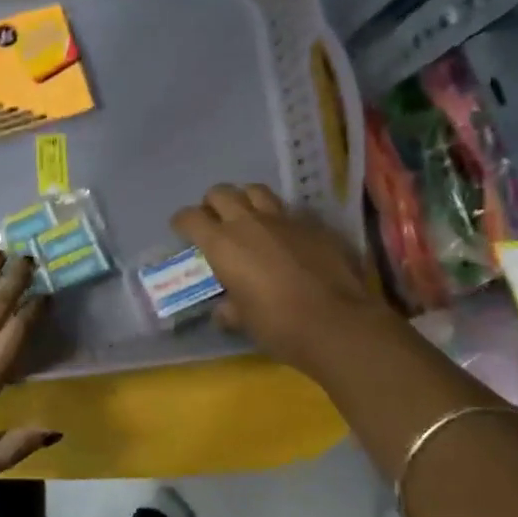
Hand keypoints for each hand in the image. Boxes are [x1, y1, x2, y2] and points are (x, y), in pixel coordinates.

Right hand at [172, 183, 392, 370]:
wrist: (336, 322)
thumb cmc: (278, 325)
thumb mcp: (243, 321)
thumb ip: (229, 308)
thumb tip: (224, 310)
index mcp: (222, 244)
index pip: (190, 218)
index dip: (182, 222)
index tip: (181, 231)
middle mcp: (248, 223)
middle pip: (220, 192)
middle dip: (212, 204)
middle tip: (215, 221)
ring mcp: (283, 219)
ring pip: (255, 191)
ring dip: (245, 200)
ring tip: (248, 218)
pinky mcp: (313, 225)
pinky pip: (289, 211)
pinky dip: (280, 219)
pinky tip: (285, 236)